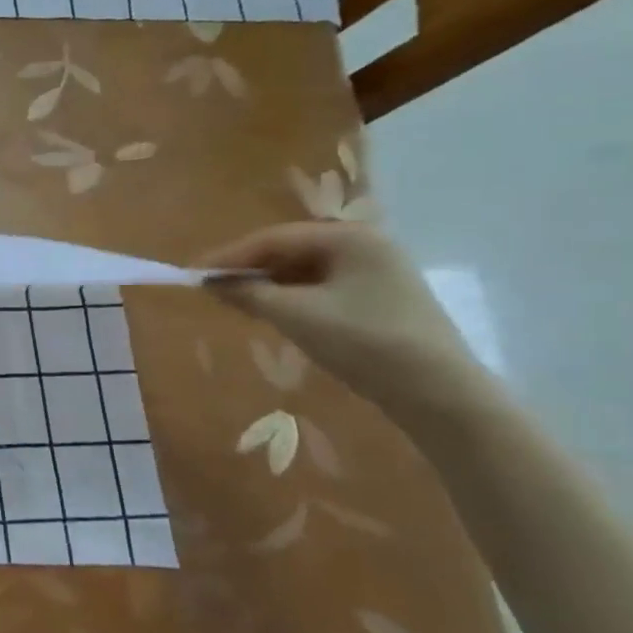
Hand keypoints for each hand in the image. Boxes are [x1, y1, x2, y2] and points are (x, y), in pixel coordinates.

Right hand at [201, 222, 484, 417]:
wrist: (438, 394)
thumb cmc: (364, 342)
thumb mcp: (296, 316)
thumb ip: (248, 293)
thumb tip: (209, 282)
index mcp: (350, 238)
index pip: (274, 238)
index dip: (229, 256)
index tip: (193, 274)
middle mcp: (365, 246)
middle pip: (289, 251)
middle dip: (247, 270)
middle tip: (211, 289)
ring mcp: (375, 274)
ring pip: (303, 272)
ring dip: (266, 286)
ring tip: (234, 303)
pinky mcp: (377, 300)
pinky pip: (319, 289)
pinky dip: (289, 299)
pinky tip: (270, 314)